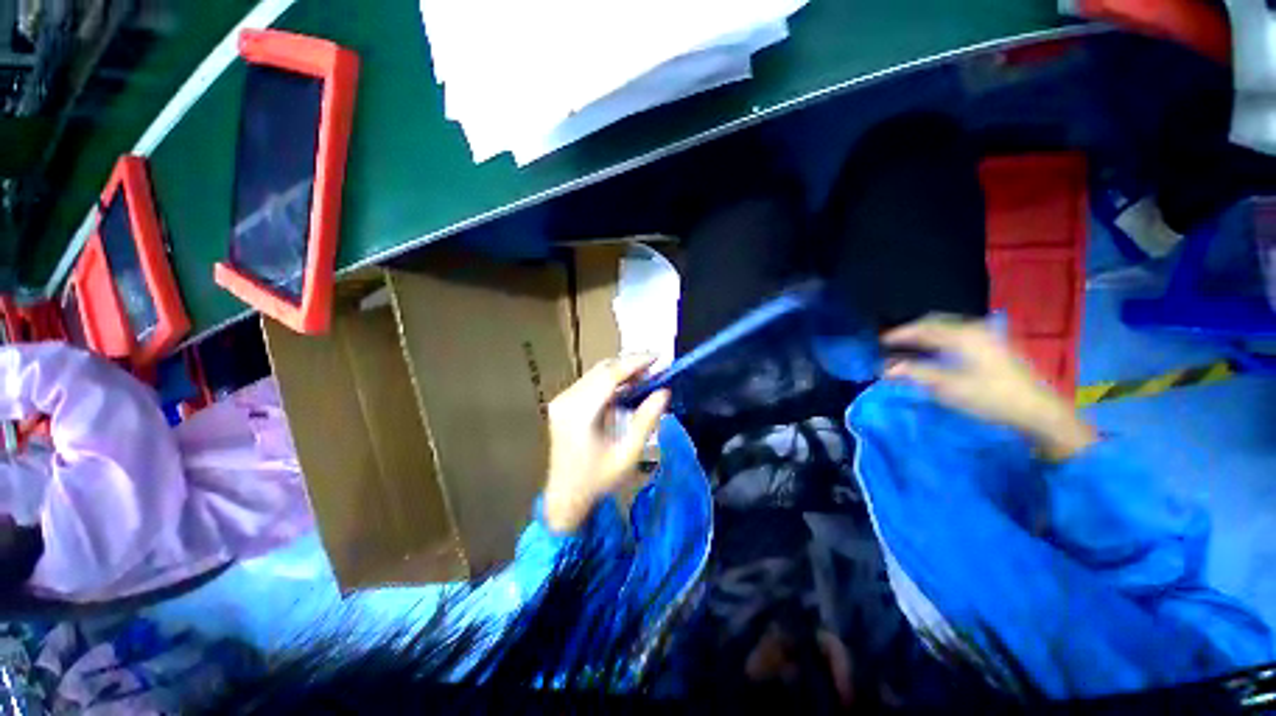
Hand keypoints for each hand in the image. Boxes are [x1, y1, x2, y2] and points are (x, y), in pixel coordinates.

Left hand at [543, 355, 669, 532]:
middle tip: (656, 365)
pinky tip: (628, 385)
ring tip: (647, 374)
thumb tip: (664, 392)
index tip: (658, 357)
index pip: (610, 375)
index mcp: (580, 413)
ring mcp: (562, 401)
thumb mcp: (628, 453)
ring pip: (596, 374)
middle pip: (602, 370)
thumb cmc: (598, 480)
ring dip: (621, 371)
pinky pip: (590, 383)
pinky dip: (611, 381)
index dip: (635, 363)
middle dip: (631, 364)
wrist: (565, 497)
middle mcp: (567, 401)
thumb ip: (647, 419)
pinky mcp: (563, 404)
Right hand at [882, 316, 1096, 460]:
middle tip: (891, 342)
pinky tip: (933, 352)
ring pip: (947, 328)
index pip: (923, 328)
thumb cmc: (991, 398)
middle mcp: (975, 329)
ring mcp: (986, 336)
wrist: (1037, 411)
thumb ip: (915, 373)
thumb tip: (885, 368)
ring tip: (908, 347)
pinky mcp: (993, 346)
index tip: (879, 341)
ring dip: (925, 335)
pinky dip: (939, 340)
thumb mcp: (949, 387)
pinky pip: (957, 335)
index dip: (899, 334)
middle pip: (935, 323)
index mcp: (963, 335)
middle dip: (911, 331)